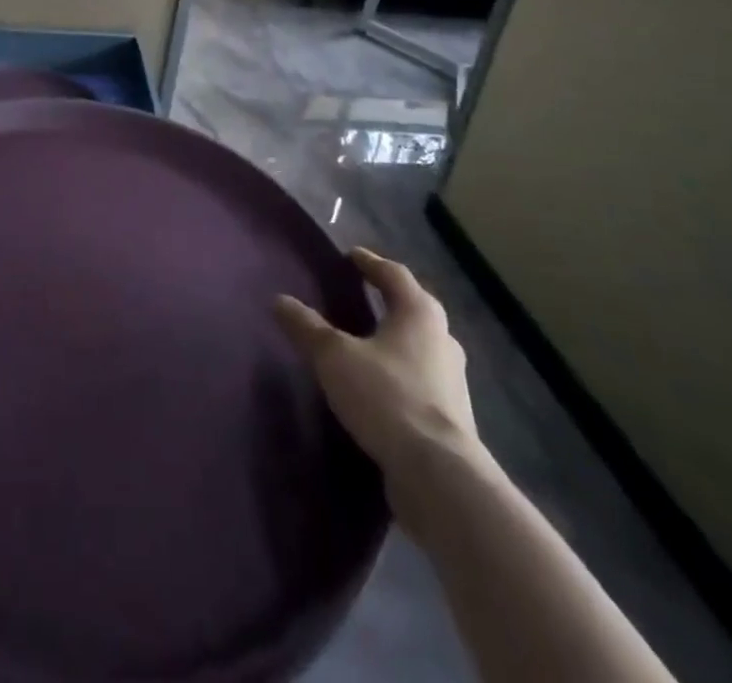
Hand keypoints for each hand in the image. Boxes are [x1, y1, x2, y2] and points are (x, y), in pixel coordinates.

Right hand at [275, 247, 486, 518]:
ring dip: (395, 339)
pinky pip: (420, 381)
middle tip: (359, 295)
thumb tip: (279, 300)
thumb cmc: (387, 397)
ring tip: (365, 342)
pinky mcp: (451, 418)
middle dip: (387, 300)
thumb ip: (307, 327)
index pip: (394, 274)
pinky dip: (399, 374)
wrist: (439, 476)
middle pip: (413, 308)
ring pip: (419, 346)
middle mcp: (442, 340)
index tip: (351, 256)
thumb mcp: (334, 357)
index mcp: (419, 313)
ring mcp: (452, 381)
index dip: (370, 263)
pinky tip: (379, 386)